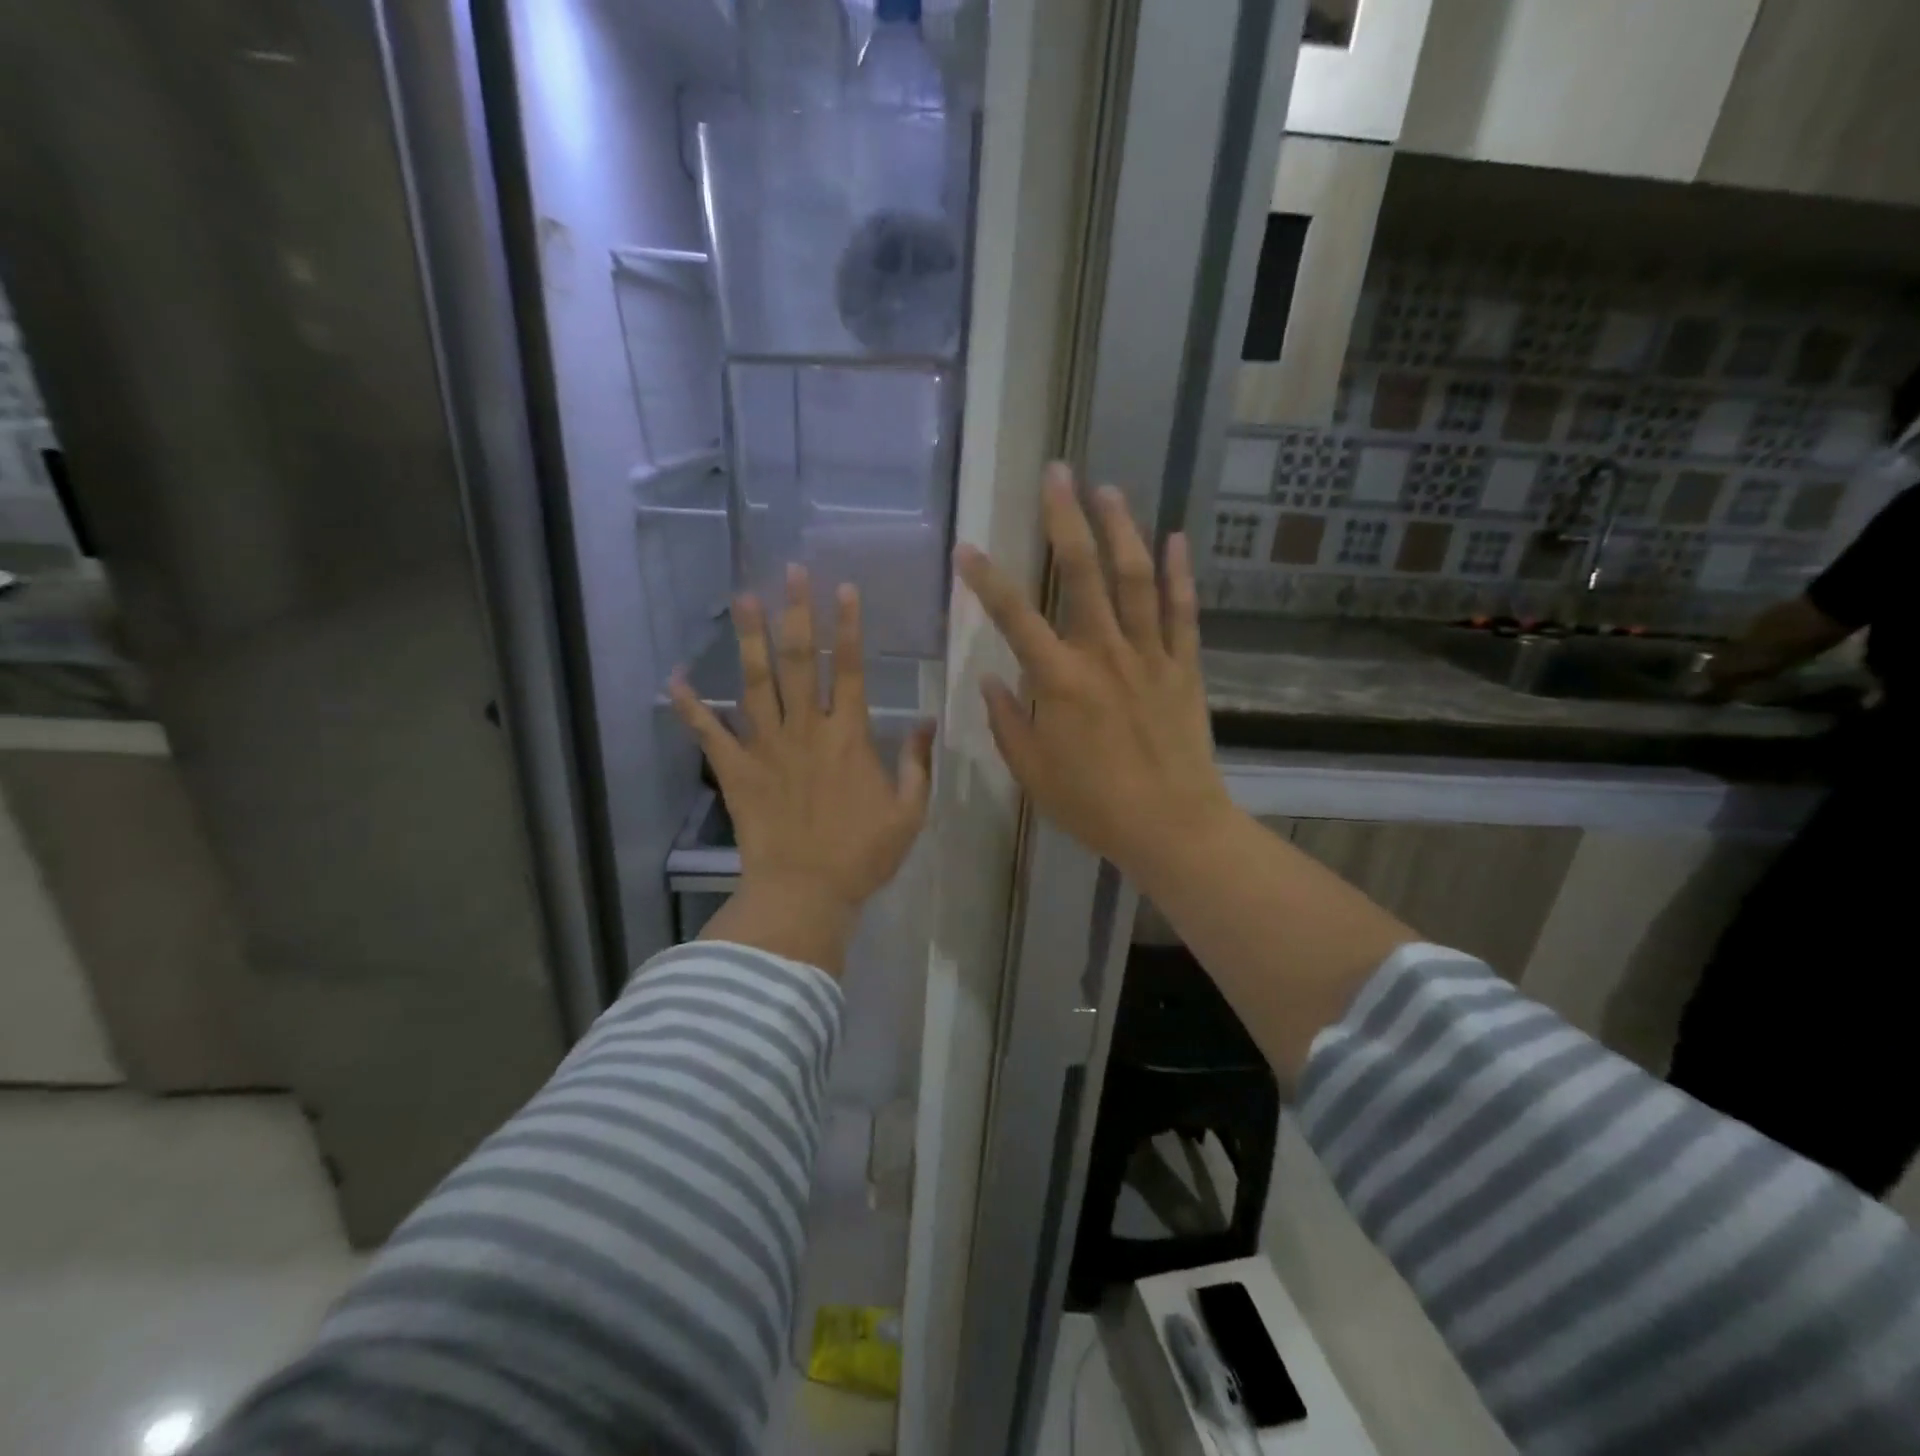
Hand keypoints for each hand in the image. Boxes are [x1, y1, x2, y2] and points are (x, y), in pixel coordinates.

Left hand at [671, 566, 934, 974]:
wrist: (805, 892)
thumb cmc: (862, 855)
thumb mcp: (909, 812)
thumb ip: (917, 764)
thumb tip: (926, 721)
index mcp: (848, 736)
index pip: (849, 669)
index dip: (848, 627)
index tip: (843, 589)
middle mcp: (805, 729)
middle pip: (800, 661)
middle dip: (798, 614)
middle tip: (792, 572)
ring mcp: (765, 746)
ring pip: (756, 683)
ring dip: (751, 638)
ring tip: (745, 598)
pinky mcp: (735, 770)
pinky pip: (708, 733)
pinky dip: (690, 706)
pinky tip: (674, 678)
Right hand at [954, 463, 1236, 891]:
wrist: (1171, 825)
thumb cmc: (1093, 804)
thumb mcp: (1032, 772)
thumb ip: (1007, 722)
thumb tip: (992, 679)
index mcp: (1059, 681)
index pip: (1015, 617)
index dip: (987, 580)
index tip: (968, 547)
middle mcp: (1103, 654)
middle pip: (1083, 574)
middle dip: (1066, 520)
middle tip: (1057, 474)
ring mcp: (1149, 656)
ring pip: (1136, 580)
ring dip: (1121, 530)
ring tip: (1108, 490)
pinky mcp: (1184, 666)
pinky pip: (1182, 612)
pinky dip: (1180, 574)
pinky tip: (1176, 539)